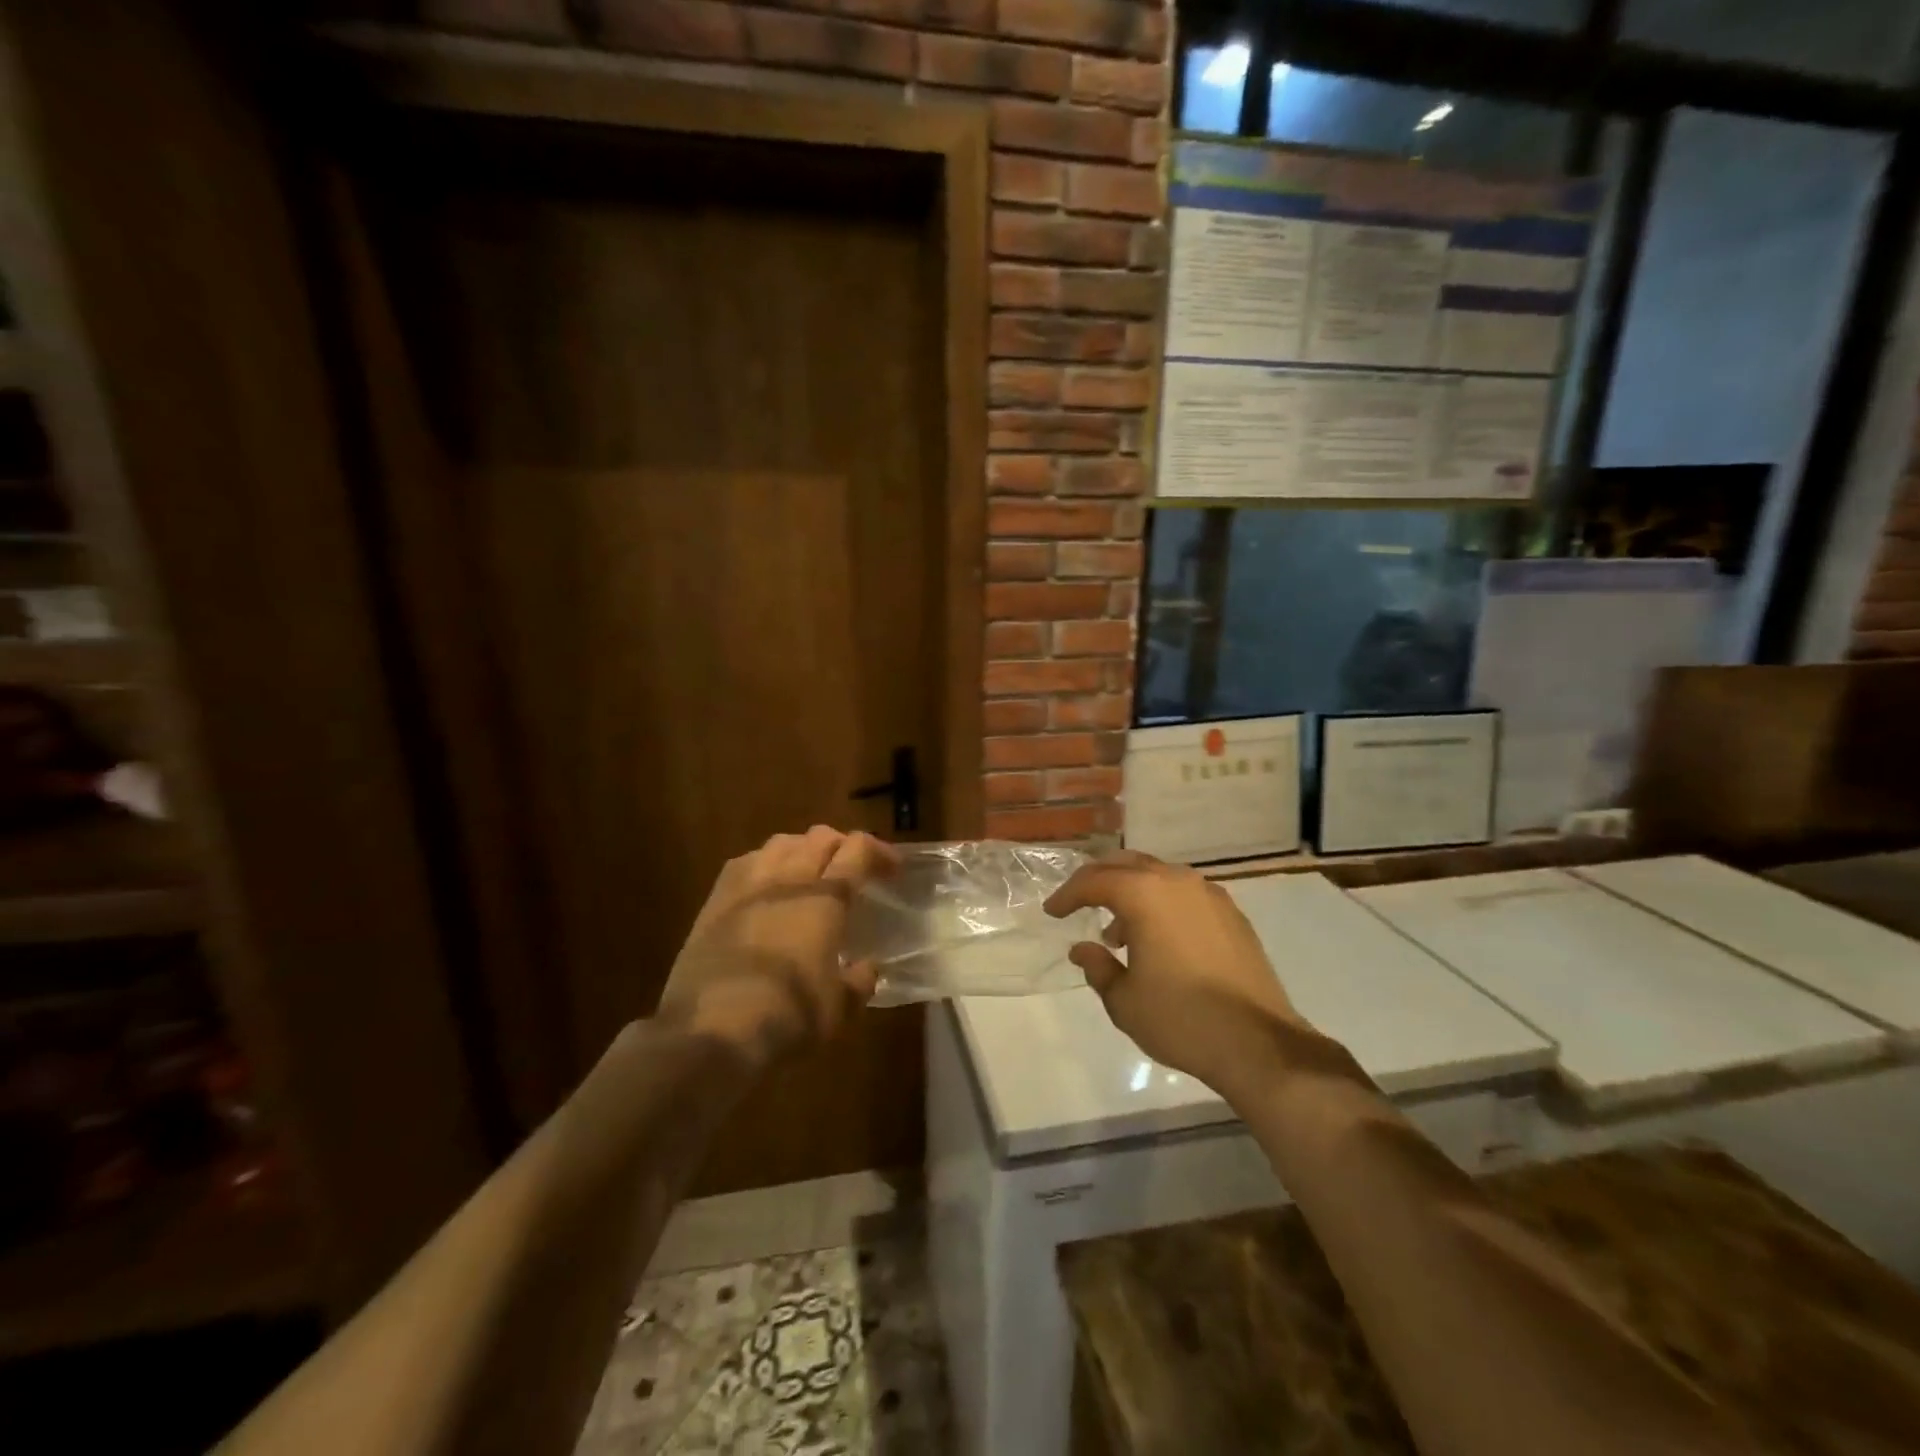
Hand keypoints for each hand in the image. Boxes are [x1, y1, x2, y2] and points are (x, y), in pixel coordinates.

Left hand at [656, 827, 896, 1071]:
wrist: (710, 1033)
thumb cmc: (788, 1016)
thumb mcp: (839, 1008)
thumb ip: (858, 981)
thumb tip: (865, 968)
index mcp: (825, 898)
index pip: (857, 850)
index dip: (880, 852)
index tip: (893, 870)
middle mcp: (788, 879)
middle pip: (820, 837)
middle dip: (843, 846)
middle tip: (854, 870)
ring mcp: (747, 886)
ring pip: (781, 843)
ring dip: (803, 849)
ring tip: (810, 872)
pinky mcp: (714, 902)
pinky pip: (745, 862)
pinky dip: (765, 864)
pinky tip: (767, 886)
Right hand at [1045, 851, 1305, 1095]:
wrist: (1259, 1044)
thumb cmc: (1180, 1019)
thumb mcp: (1124, 1000)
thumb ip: (1097, 967)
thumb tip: (1082, 949)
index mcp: (1144, 894)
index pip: (1094, 881)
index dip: (1068, 895)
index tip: (1052, 912)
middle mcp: (1177, 881)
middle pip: (1127, 865)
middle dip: (1099, 880)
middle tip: (1079, 903)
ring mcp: (1209, 895)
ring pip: (1159, 877)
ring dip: (1132, 894)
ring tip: (1118, 933)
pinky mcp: (1232, 915)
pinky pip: (1185, 895)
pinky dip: (1162, 904)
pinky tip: (1159, 939)